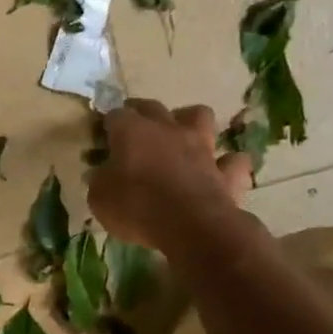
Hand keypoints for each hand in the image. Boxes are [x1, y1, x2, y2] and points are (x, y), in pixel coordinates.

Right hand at [88, 100, 253, 249]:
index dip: (107, 125)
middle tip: (133, 129)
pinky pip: (232, 161)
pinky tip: (219, 172)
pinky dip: (226, 164)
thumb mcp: (100, 198)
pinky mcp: (226, 171)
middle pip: (153, 107)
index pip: (114, 115)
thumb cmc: (137, 207)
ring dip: (190, 123)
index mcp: (132, 131)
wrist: (191, 225)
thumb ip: (99, 181)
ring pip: (200, 117)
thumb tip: (100, 173)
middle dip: (141, 113)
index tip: (101, 137)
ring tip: (182, 137)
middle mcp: (168, 129)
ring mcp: (202, 147)